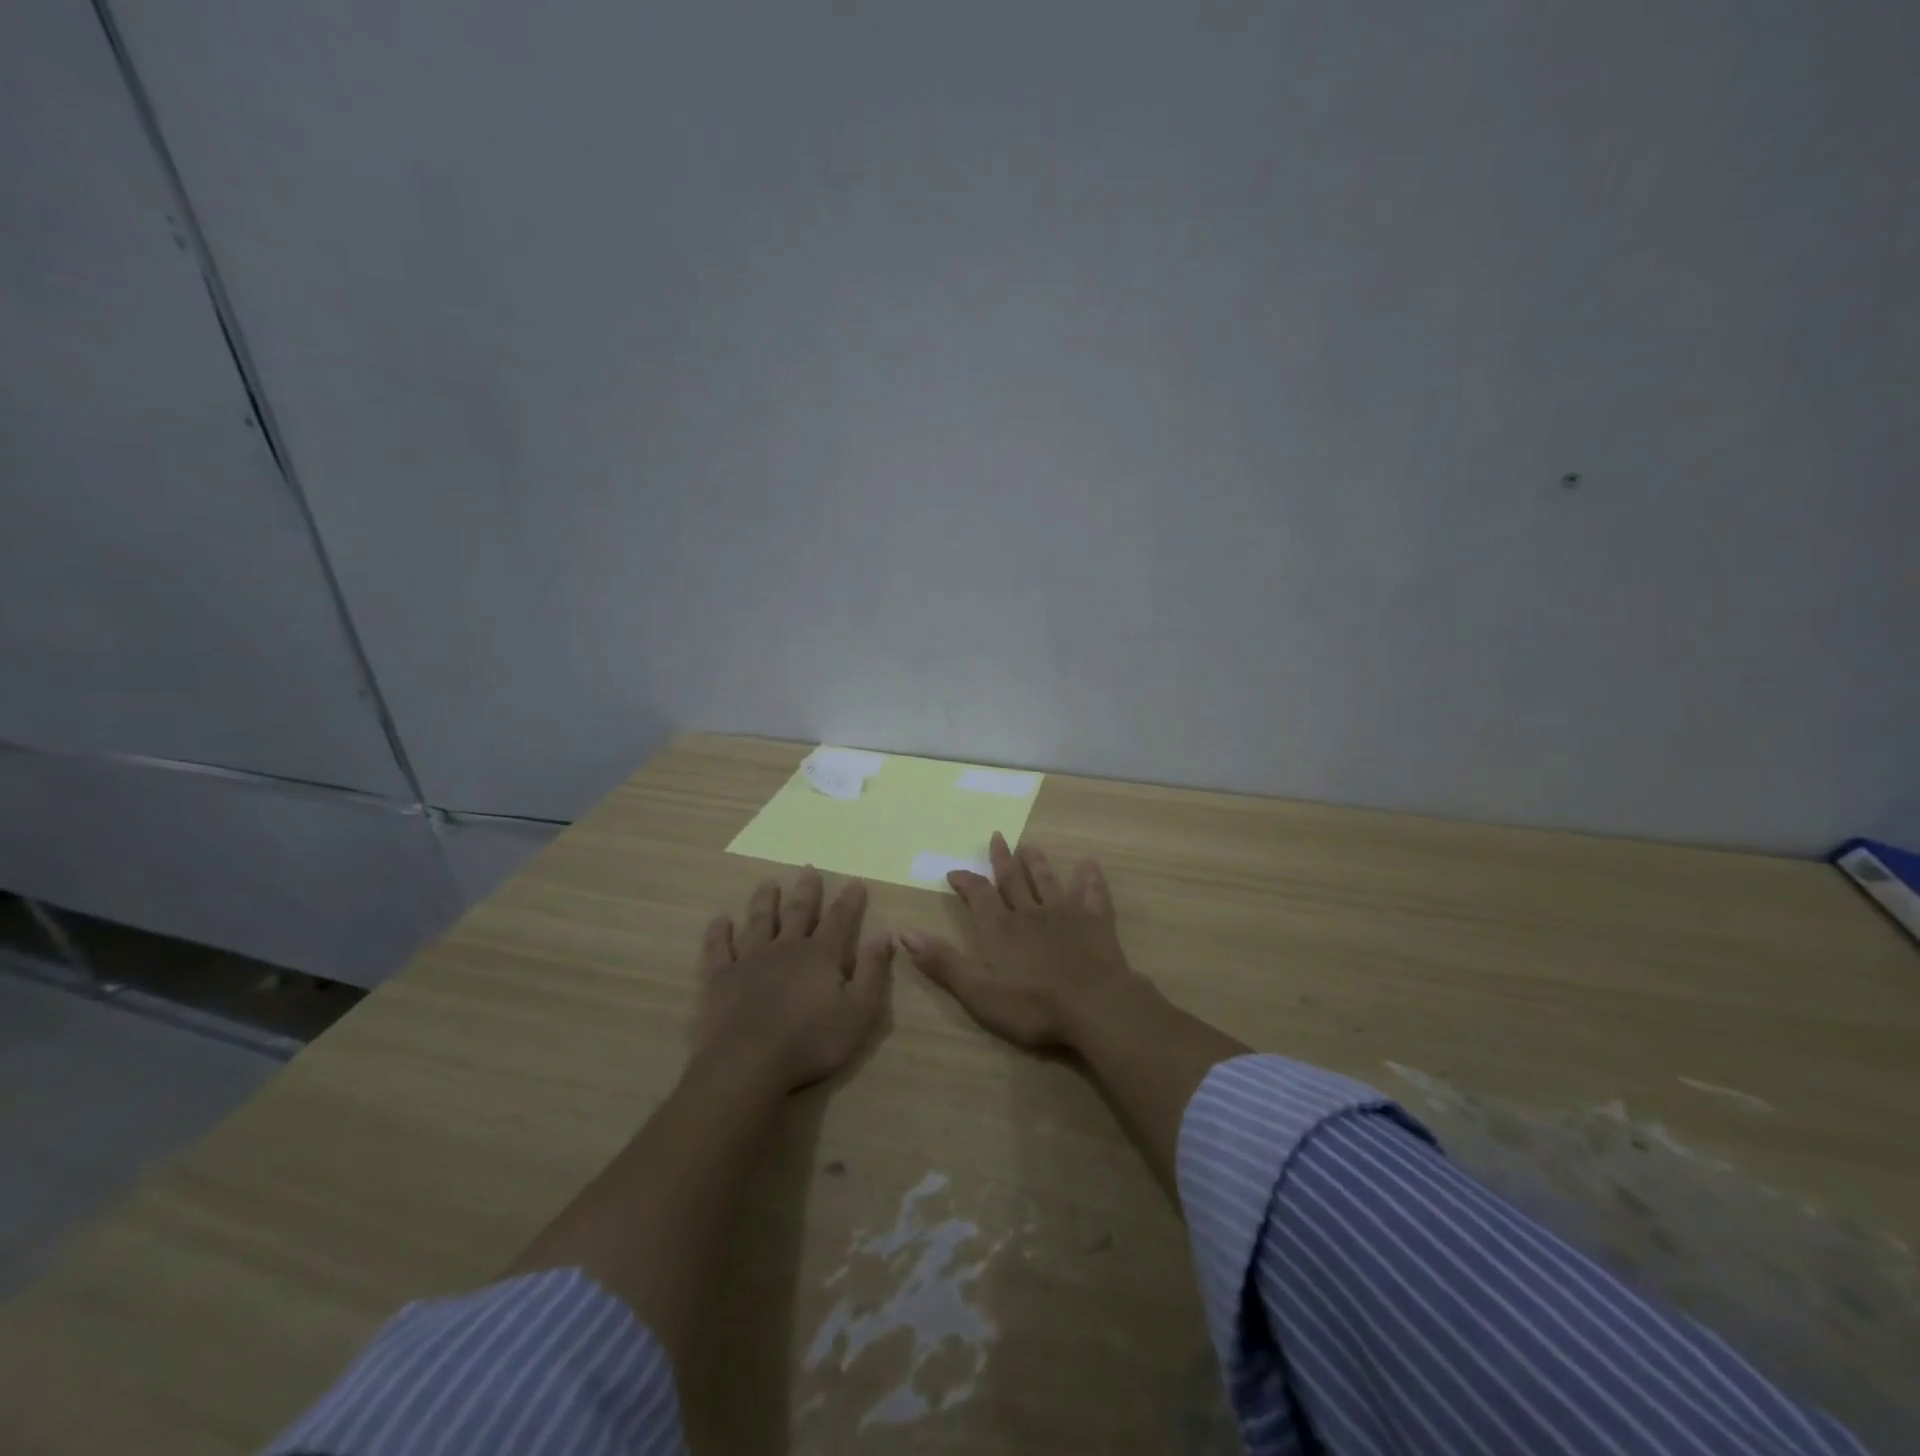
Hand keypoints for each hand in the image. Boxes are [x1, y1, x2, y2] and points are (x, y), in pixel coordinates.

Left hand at [696, 868, 893, 1091]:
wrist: (749, 1064)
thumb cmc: (811, 1042)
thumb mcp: (858, 1012)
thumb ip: (873, 972)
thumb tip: (885, 935)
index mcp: (821, 955)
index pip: (839, 919)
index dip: (849, 900)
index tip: (855, 880)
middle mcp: (786, 948)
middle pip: (797, 912)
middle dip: (806, 890)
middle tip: (808, 869)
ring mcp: (750, 960)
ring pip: (759, 921)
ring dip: (764, 901)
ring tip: (767, 883)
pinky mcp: (721, 978)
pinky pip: (719, 948)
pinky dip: (719, 932)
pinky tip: (720, 920)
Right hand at [901, 832, 1148, 1049]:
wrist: (1094, 1006)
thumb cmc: (1032, 1005)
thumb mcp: (978, 991)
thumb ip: (943, 962)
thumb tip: (904, 933)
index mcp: (1000, 928)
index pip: (978, 895)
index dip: (966, 881)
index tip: (954, 871)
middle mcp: (1030, 912)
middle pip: (1013, 880)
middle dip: (1002, 859)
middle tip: (997, 836)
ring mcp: (1065, 914)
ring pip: (1048, 881)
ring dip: (1038, 863)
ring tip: (1030, 846)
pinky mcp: (1095, 922)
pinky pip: (1092, 893)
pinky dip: (1090, 878)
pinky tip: (1089, 865)